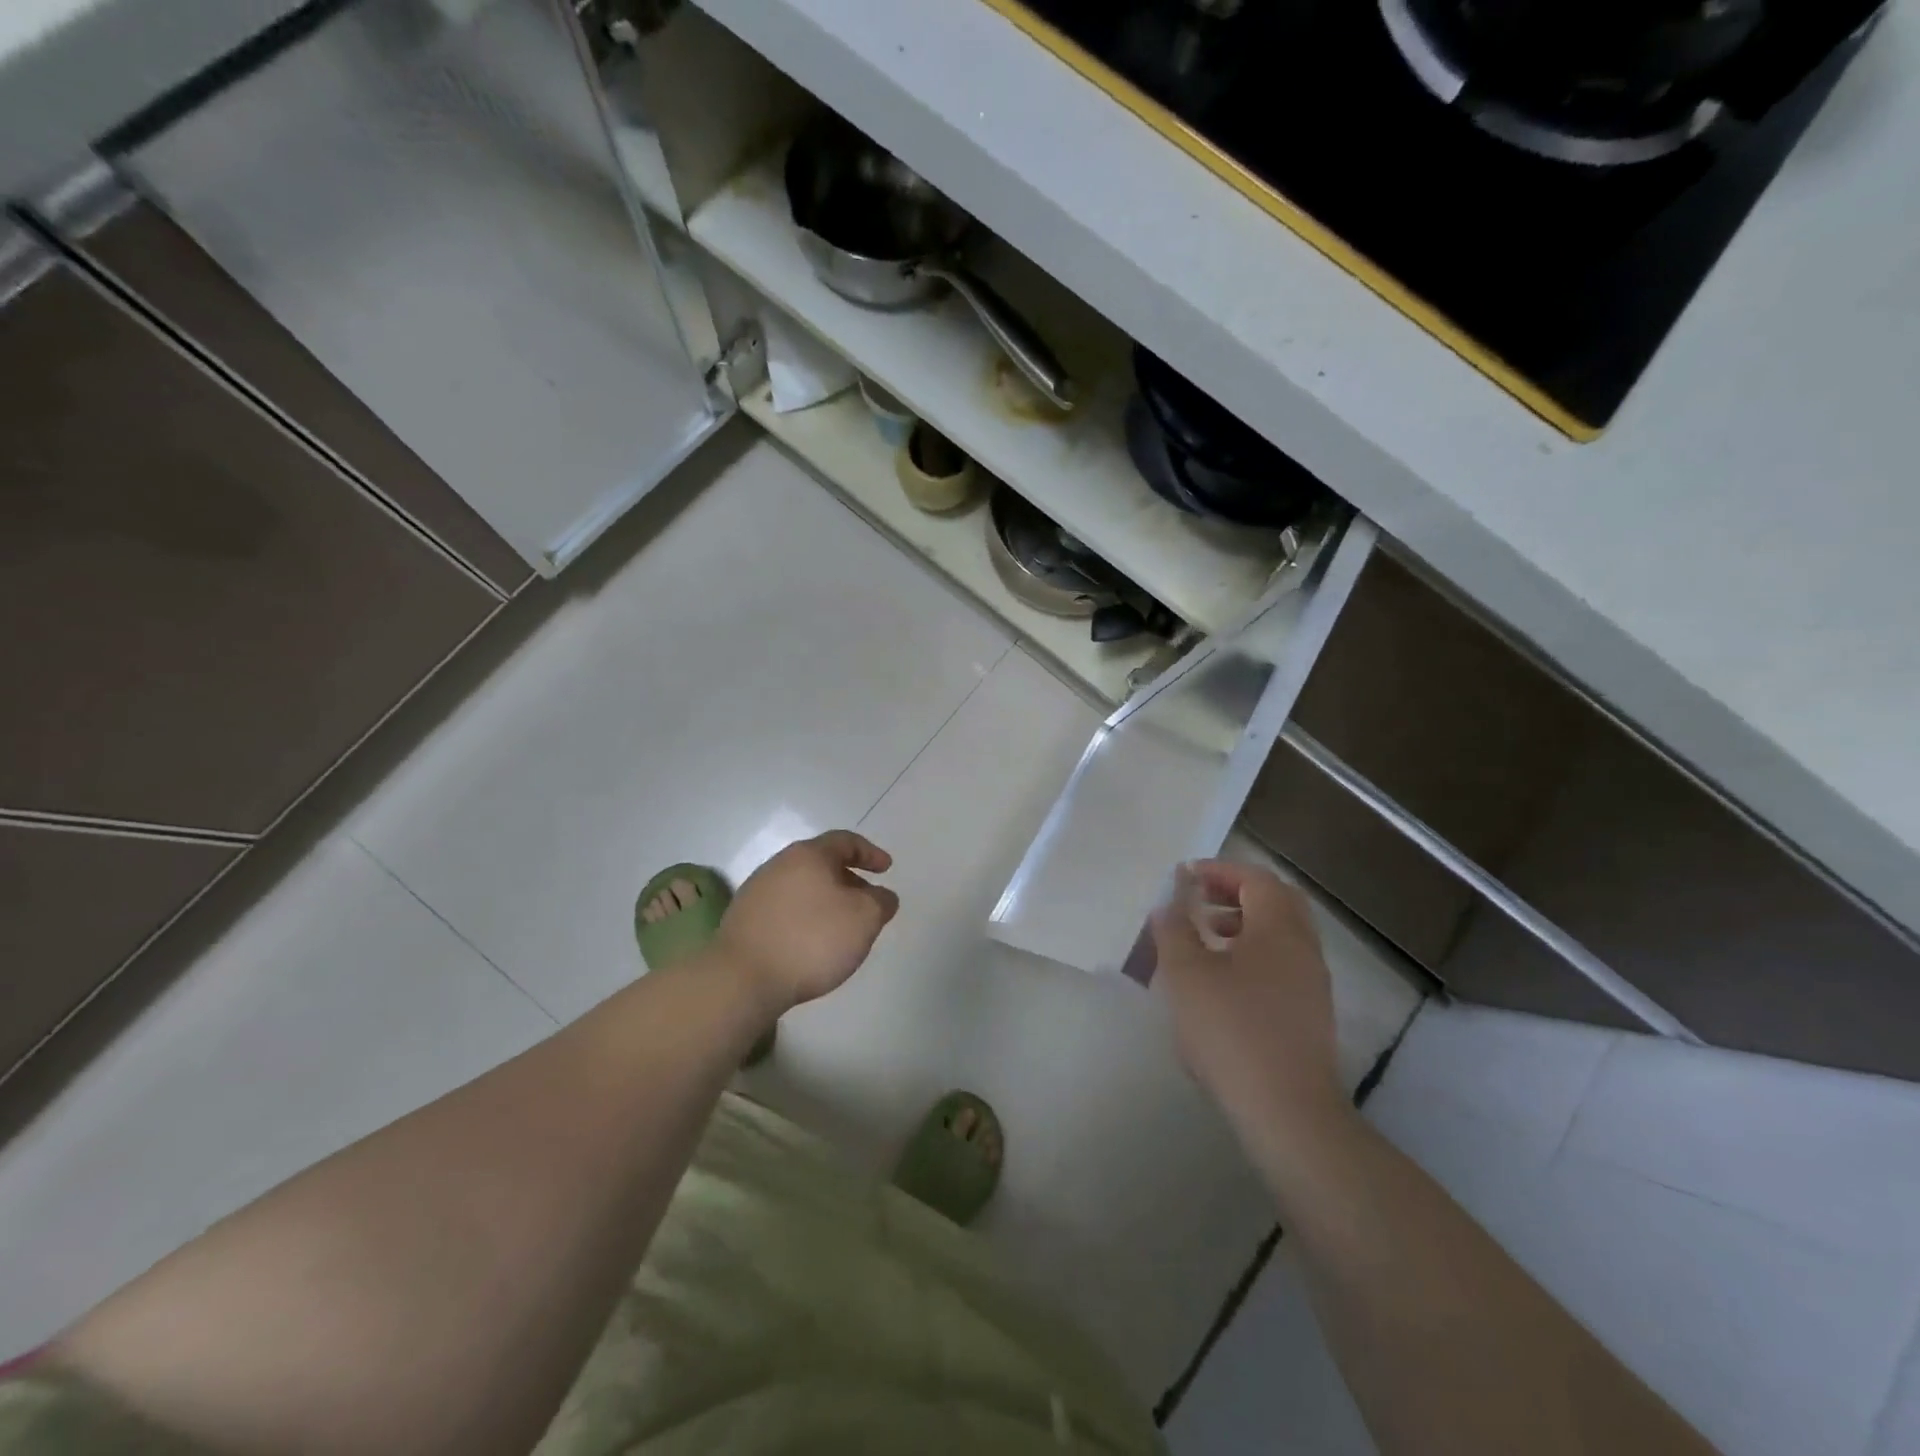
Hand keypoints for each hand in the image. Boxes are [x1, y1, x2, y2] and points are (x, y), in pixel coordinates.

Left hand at [716, 831, 899, 1013]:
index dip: (870, 853)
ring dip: (827, 901)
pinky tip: (812, 944)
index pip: (845, 841)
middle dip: (849, 880)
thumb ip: (881, 902)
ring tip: (842, 927)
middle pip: (822, 864)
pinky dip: (806, 918)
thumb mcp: (864, 918)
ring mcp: (757, 892)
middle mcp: (779, 865)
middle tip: (868, 902)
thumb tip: (883, 896)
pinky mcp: (744, 920)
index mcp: (809, 854)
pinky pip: (786, 910)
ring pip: (803, 887)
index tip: (887, 869)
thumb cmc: (812, 939)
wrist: (742, 979)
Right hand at [1152, 861, 1347, 1144]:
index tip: (1187, 876)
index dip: (1220, 871)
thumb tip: (1170, 904)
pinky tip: (1224, 982)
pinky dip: (1254, 954)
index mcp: (1279, 929)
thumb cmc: (1232, 1031)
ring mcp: (1313, 984)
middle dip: (1237, 893)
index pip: (1256, 879)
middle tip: (1201, 899)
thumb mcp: (1187, 976)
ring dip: (1245, 924)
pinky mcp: (1311, 1015)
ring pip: (1282, 935)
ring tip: (1205, 938)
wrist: (1288, 1113)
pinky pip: (1283, 964)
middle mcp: (1304, 948)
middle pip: (1277, 902)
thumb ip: (1174, 931)